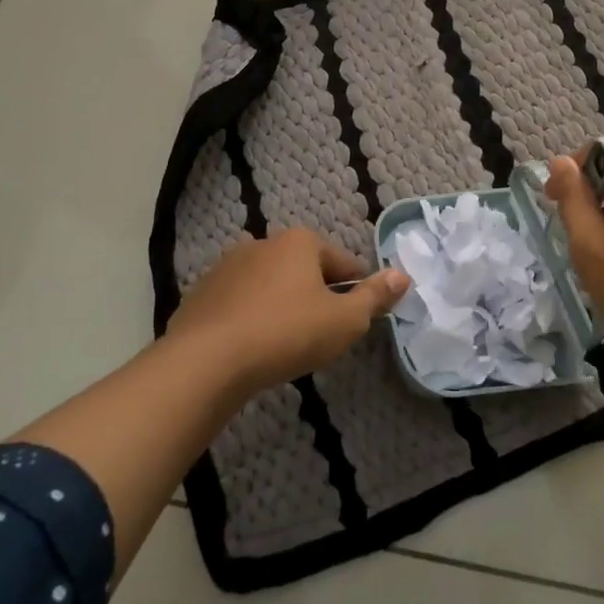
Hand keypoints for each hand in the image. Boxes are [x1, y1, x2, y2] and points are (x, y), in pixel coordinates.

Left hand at [165, 228, 408, 395]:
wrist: (205, 362)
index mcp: (300, 242)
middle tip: (322, 334)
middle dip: (317, 296)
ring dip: (282, 306)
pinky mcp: (201, 293)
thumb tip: (402, 275)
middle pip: (305, 270)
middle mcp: (262, 243)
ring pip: (270, 285)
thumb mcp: (344, 321)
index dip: (357, 290)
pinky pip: (239, 303)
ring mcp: (227, 267)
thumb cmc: (286, 334)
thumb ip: (375, 297)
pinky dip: (250, 318)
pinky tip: (252, 348)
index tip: (357, 319)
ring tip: (286, 344)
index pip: (344, 263)